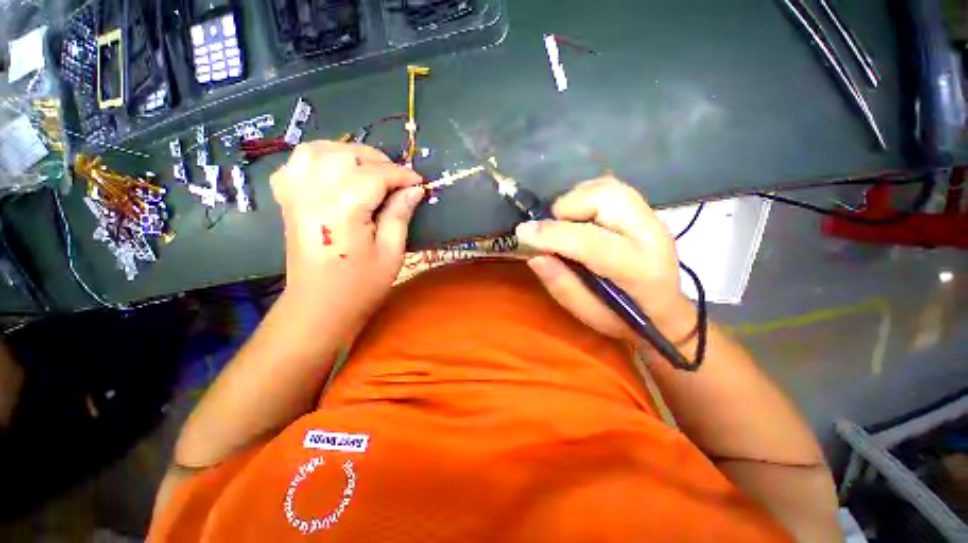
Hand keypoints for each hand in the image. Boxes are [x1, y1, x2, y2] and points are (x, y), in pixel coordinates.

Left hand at [270, 141, 423, 332]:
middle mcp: (314, 194)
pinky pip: (296, 164)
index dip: (401, 175)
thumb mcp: (391, 252)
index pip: (375, 176)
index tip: (419, 182)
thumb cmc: (361, 285)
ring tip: (368, 168)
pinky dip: (317, 158)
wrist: (320, 305)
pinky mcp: (287, 201)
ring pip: (316, 150)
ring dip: (346, 152)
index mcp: (344, 210)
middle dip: (376, 160)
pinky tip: (334, 171)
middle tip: (396, 177)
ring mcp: (295, 195)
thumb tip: (414, 189)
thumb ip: (400, 215)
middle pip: (345, 155)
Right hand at [514, 177, 692, 340]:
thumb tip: (535, 255)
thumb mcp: (589, 315)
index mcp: (639, 270)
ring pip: (606, 186)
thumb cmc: (625, 319)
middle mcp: (651, 233)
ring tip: (563, 224)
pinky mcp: (644, 209)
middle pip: (605, 198)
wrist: (665, 310)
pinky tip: (578, 217)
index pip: (591, 242)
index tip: (522, 233)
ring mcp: (651, 216)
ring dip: (574, 200)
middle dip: (566, 209)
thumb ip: (562, 285)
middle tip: (551, 230)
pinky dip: (584, 197)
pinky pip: (608, 187)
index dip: (553, 235)